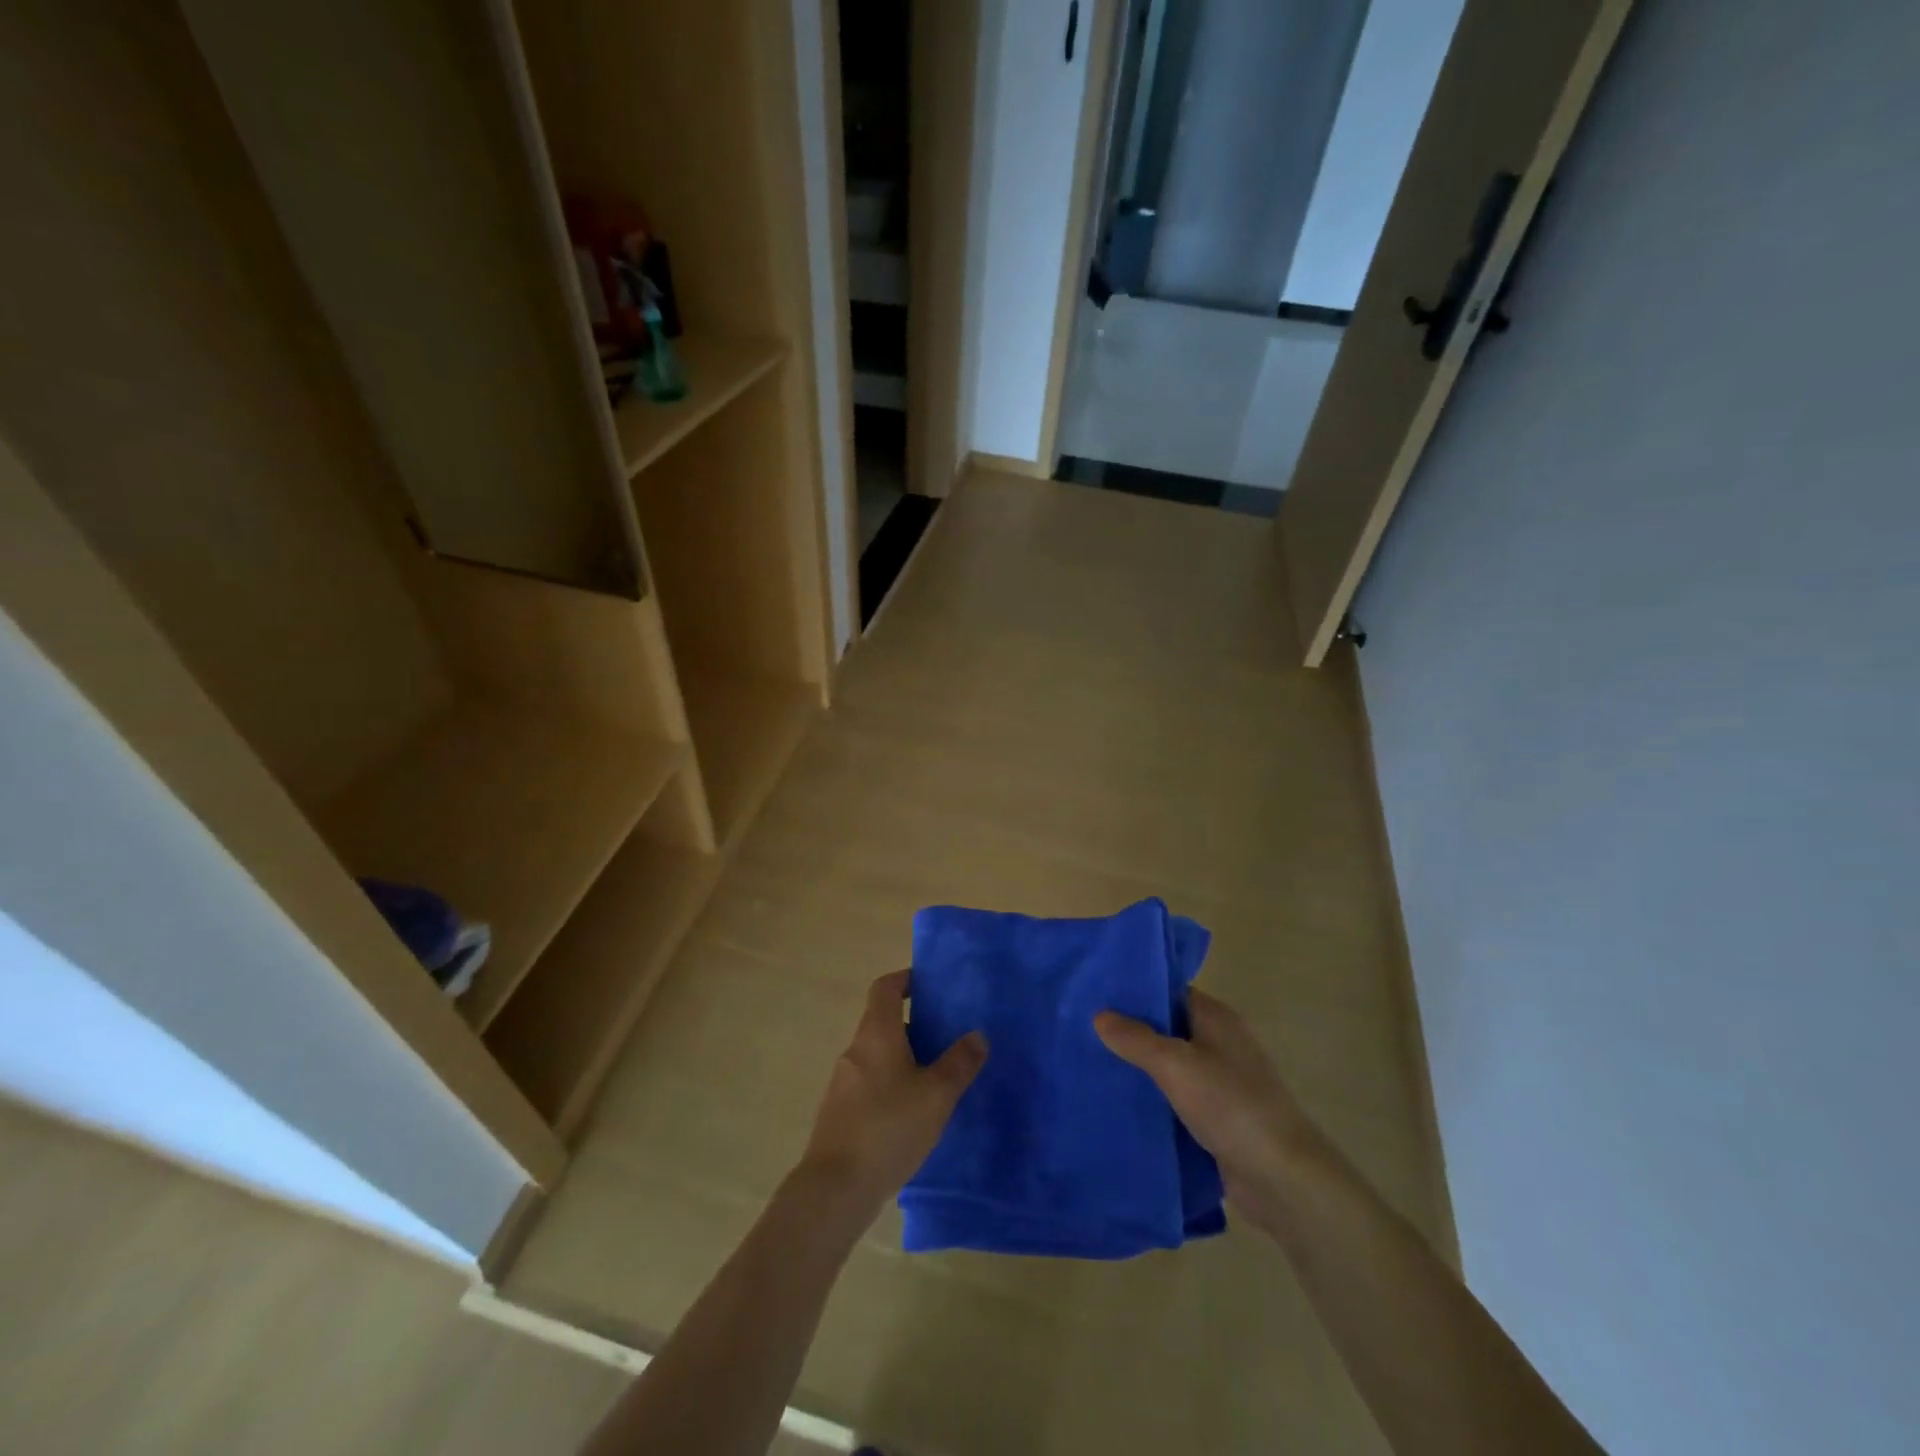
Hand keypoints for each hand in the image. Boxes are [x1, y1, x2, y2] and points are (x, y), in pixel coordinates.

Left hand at [798, 970, 987, 1217]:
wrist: (835, 1187)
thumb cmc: (889, 1127)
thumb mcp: (936, 1094)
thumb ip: (959, 1062)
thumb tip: (977, 1034)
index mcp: (876, 1033)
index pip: (885, 987)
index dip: (905, 979)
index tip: (930, 986)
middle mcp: (856, 1049)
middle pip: (882, 1021)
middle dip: (914, 1023)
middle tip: (947, 1036)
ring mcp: (844, 1081)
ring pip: (878, 1054)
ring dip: (905, 1056)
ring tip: (937, 1076)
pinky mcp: (840, 1111)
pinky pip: (871, 1082)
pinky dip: (892, 1083)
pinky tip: (914, 1112)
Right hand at [1095, 988, 1313, 1232]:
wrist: (1282, 1177)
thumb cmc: (1231, 1105)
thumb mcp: (1175, 1065)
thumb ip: (1136, 1038)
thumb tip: (1099, 1015)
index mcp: (1216, 1018)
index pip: (1169, 990)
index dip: (1135, 991)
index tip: (1095, 995)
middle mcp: (1219, 1043)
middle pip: (1167, 1027)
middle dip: (1130, 1031)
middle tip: (1083, 1031)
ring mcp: (1220, 1082)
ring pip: (1170, 1066)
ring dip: (1139, 1068)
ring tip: (1090, 1065)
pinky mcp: (1217, 1117)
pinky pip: (1176, 1098)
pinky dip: (1152, 1099)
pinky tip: (1119, 1103)